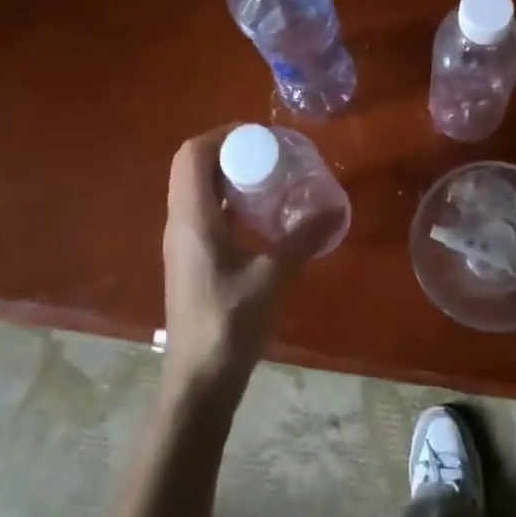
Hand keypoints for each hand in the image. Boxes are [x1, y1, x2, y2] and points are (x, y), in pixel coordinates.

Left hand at [161, 128, 335, 395]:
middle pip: (192, 166)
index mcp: (192, 218)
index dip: (222, 134)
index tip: (260, 135)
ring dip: (226, 173)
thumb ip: (302, 239)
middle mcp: (180, 222)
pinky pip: (203, 210)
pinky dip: (226, 199)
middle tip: (268, 152)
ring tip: (267, 176)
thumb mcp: (272, 278)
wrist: (198, 382)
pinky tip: (258, 214)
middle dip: (227, 150)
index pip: (193, 154)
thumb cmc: (229, 325)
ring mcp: (181, 241)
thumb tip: (336, 206)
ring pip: (195, 188)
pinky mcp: (189, 257)